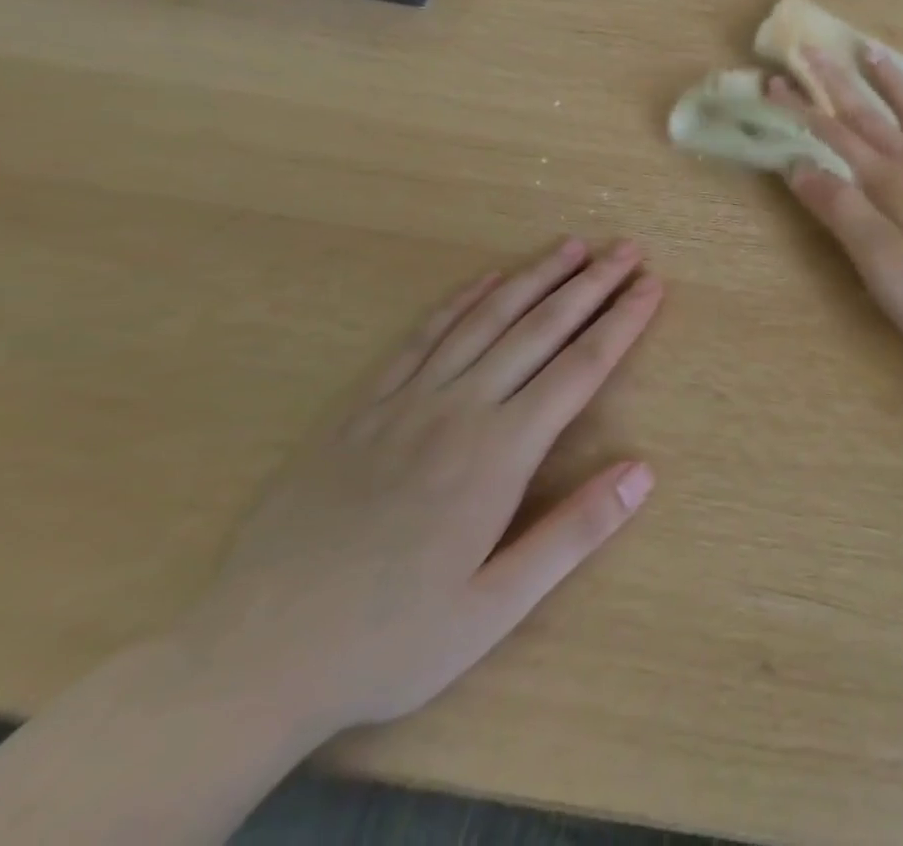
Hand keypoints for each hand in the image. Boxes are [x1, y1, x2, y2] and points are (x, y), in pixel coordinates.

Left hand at [174, 239, 660, 739]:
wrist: (250, 658)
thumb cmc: (390, 639)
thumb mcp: (493, 608)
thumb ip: (573, 534)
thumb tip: (644, 471)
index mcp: (498, 453)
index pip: (580, 368)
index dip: (622, 322)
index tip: (652, 286)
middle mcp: (459, 409)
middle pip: (540, 328)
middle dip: (590, 284)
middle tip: (627, 248)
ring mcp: (406, 401)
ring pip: (485, 319)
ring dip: (533, 277)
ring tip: (571, 246)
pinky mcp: (363, 406)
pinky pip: (421, 337)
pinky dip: (460, 300)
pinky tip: (486, 279)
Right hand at [771, 47, 902, 360]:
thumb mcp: (880, 264)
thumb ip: (841, 211)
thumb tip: (799, 166)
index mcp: (890, 184)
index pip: (836, 136)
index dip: (803, 108)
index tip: (776, 81)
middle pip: (872, 115)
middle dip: (837, 82)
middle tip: (813, 48)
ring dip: (892, 82)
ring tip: (872, 49)